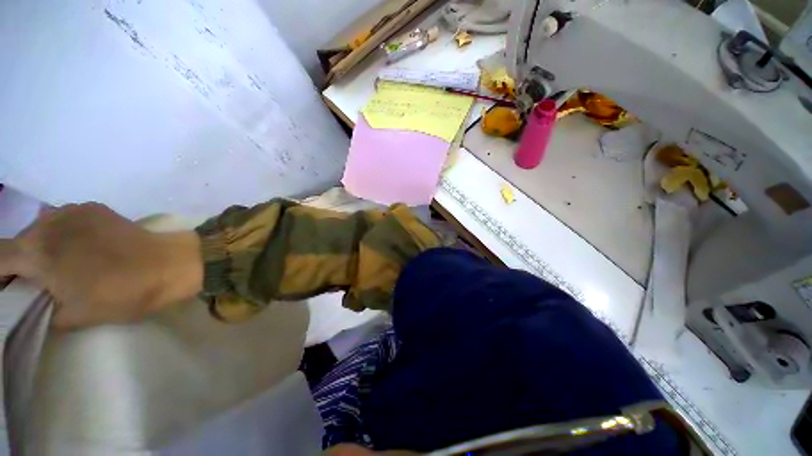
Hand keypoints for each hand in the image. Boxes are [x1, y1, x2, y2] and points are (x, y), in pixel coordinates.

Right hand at [0, 203, 202, 329]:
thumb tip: (35, 302)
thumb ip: (44, 308)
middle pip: (19, 243)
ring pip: (41, 230)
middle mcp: (48, 223)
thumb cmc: (123, 292)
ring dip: (42, 247)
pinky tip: (80, 249)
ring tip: (59, 266)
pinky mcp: (94, 208)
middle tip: (33, 283)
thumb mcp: (74, 315)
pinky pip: (65, 221)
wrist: (170, 264)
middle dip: (20, 263)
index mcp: (36, 251)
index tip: (6, 290)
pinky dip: (63, 235)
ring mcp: (73, 211)